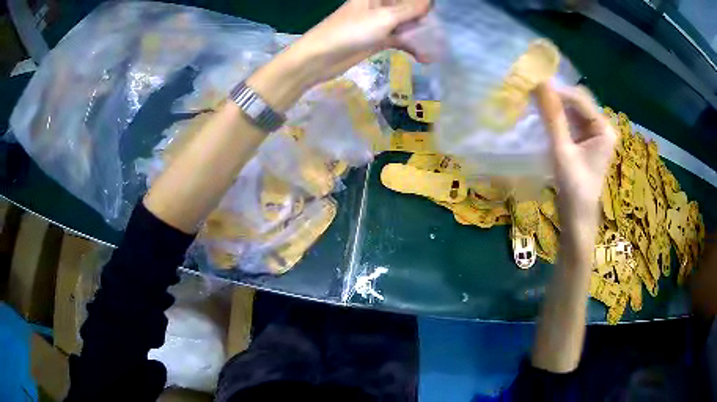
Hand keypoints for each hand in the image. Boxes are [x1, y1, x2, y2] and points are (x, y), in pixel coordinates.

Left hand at [292, 0, 432, 85]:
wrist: (321, 57)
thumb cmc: (351, 31)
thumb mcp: (384, 17)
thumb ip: (410, 9)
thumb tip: (430, 1)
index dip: (423, 4)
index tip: (438, 13)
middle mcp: (380, 5)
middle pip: (409, 8)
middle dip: (426, 19)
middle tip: (442, 33)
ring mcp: (380, 23)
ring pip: (407, 24)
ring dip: (421, 35)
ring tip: (438, 47)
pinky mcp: (378, 39)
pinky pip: (400, 40)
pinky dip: (412, 47)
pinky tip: (425, 58)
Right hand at [535, 83, 616, 254]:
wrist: (577, 218)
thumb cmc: (574, 188)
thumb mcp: (562, 151)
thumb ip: (553, 117)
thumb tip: (539, 83)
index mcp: (604, 128)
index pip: (580, 99)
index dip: (558, 90)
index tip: (533, 87)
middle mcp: (602, 127)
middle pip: (578, 101)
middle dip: (557, 96)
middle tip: (533, 94)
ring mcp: (594, 134)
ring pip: (573, 110)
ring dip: (556, 106)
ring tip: (535, 103)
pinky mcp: (586, 141)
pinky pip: (571, 120)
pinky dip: (558, 117)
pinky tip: (544, 116)